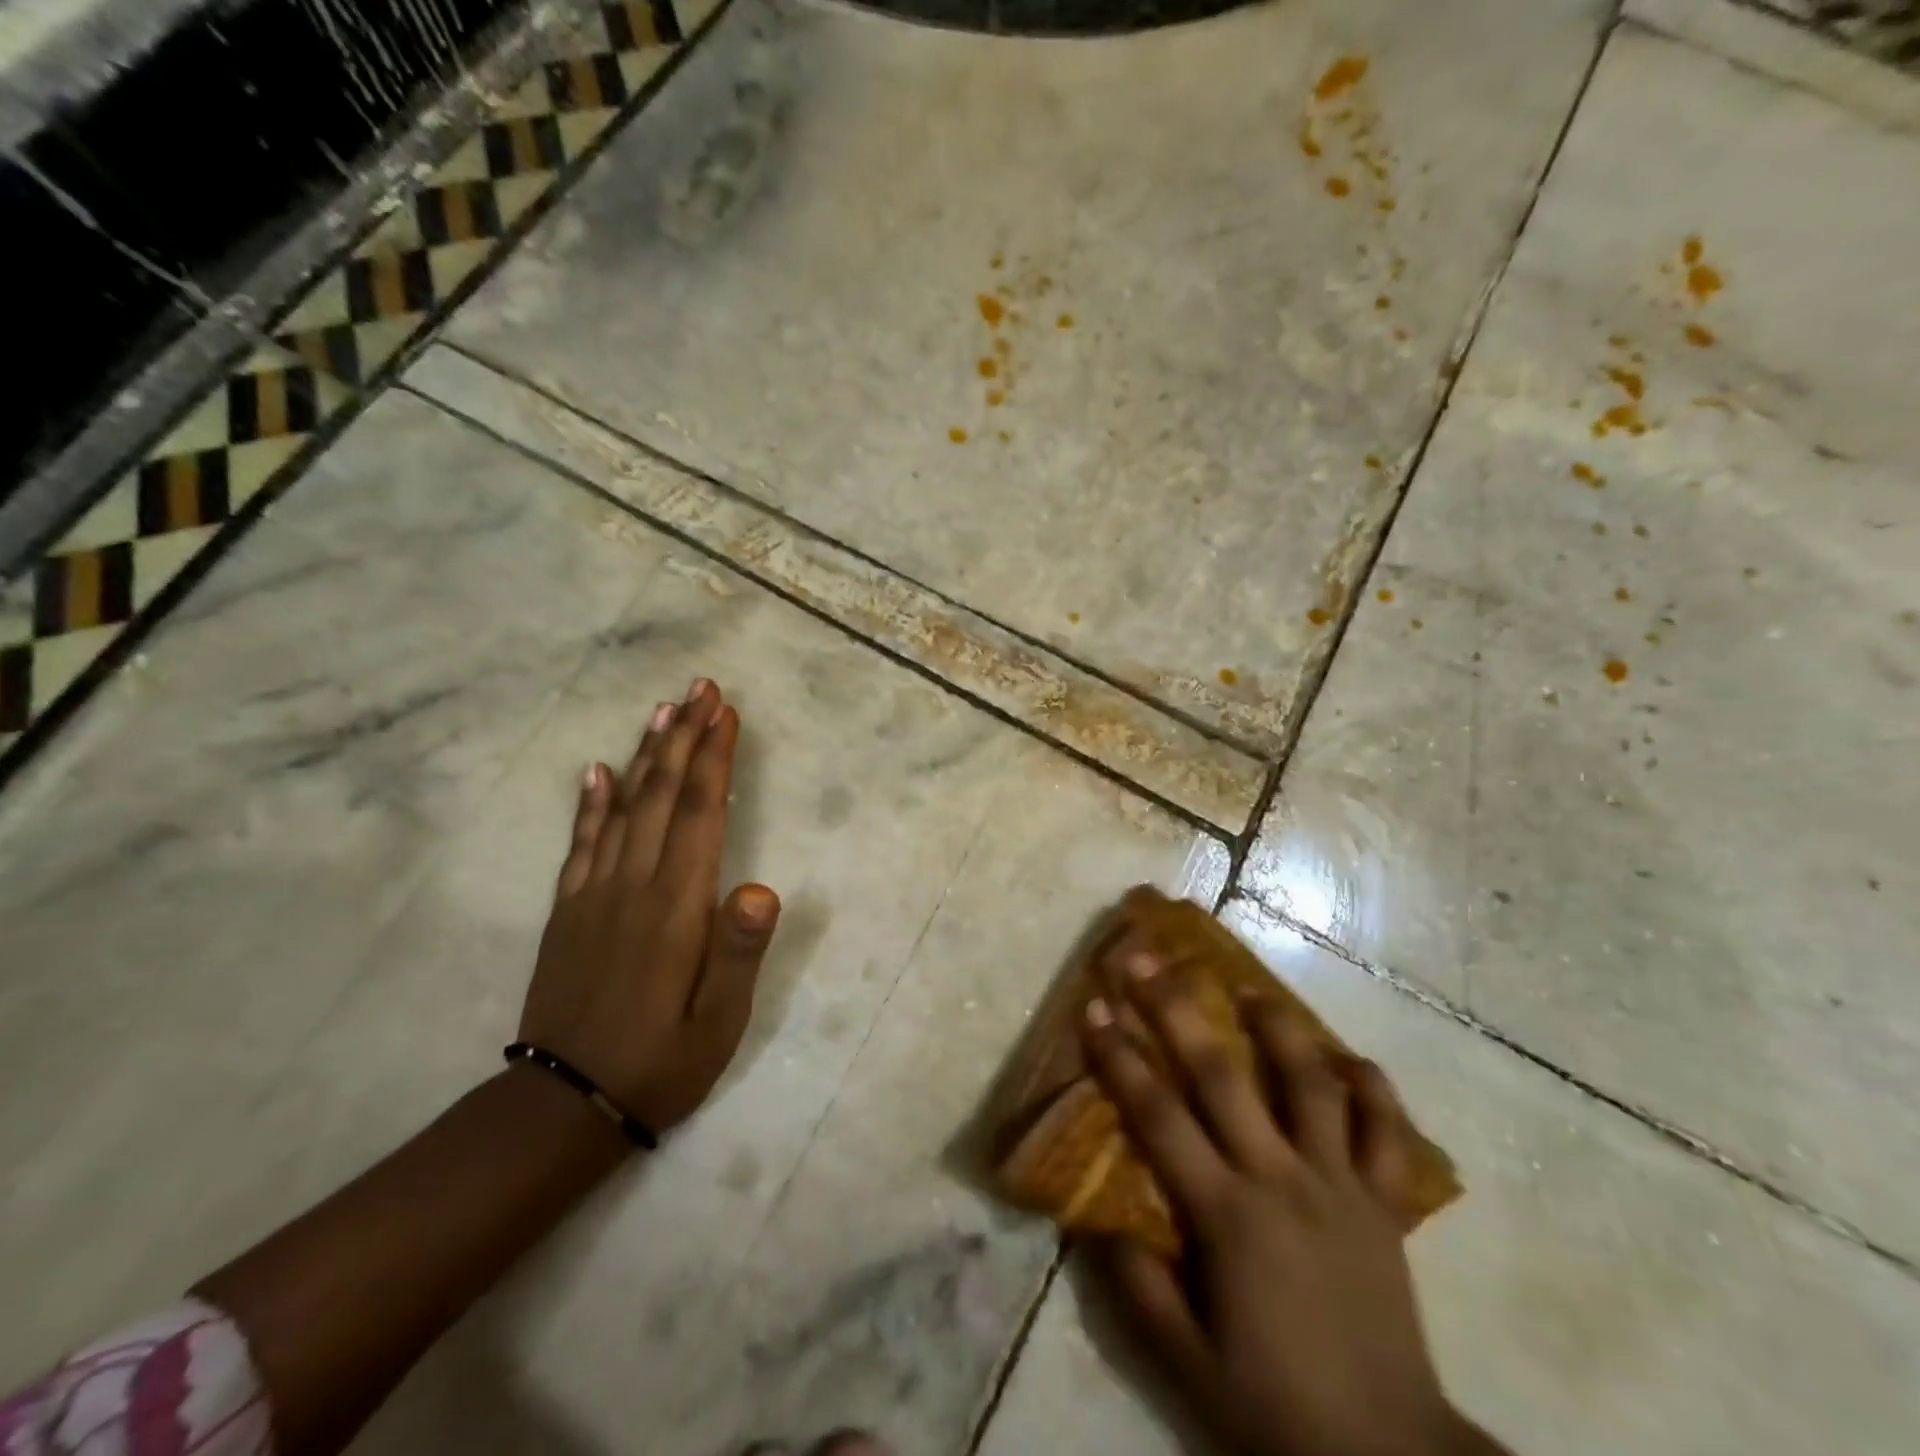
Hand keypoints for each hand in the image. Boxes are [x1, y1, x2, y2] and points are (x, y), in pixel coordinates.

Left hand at [519, 679, 779, 1136]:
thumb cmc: (661, 1062)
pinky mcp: (569, 910)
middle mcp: (633, 885)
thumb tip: (762, 885)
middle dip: (684, 737)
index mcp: (676, 906)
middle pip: (661, 795)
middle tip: (700, 688)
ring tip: (663, 711)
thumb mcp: (720, 1021)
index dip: (714, 758)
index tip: (725, 712)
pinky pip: (581, 843)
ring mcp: (594, 894)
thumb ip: (739, 950)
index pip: (699, 813)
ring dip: (646, 754)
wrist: (563, 1106)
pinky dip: (592, 802)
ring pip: (624, 807)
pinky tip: (598, 771)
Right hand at [1080, 951, 1497, 1455]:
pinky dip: (1372, 1089)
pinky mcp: (1384, 1204)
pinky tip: (1349, 1059)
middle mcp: (1280, 1178)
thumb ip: (1138, 1286)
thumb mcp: (1185, 1364)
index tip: (1095, 1005)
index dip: (1120, 1056)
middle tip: (1149, 959)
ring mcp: (1340, 1184)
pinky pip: (1387, 1133)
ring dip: (1279, 1028)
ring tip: (1252, 990)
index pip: (1158, 1114)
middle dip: (1177, 1008)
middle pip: (1222, 1074)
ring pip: (1310, 1084)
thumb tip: (1099, 1220)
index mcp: (1227, 1213)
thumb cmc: (1275, 1407)